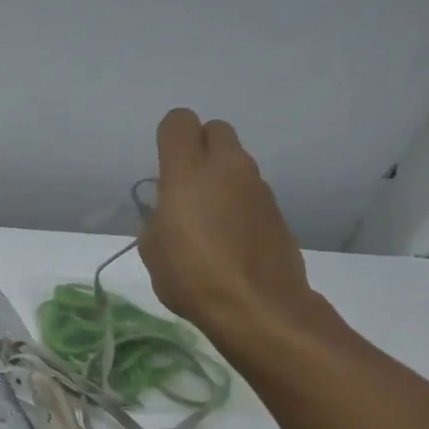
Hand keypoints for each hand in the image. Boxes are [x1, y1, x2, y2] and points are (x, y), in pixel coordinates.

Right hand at [138, 109, 321, 352]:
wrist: (257, 306)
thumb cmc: (191, 276)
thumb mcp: (152, 249)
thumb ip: (156, 219)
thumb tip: (166, 213)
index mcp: (187, 172)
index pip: (179, 123)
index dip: (168, 137)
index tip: (162, 165)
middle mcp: (227, 167)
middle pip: (215, 130)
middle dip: (199, 146)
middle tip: (185, 183)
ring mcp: (257, 187)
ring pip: (236, 161)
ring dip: (220, 176)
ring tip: (206, 217)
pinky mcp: (276, 209)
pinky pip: (250, 190)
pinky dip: (237, 202)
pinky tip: (228, 237)